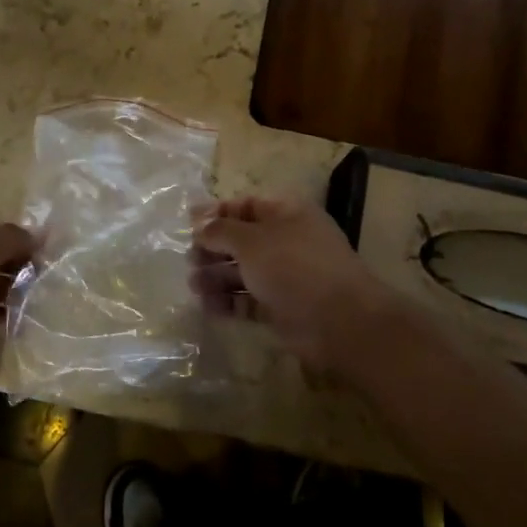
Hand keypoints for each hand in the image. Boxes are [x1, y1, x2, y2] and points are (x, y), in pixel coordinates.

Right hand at [191, 197, 411, 371]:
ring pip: (243, 272)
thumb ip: (221, 230)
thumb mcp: (251, 240)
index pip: (246, 206)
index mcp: (286, 214)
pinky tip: (207, 306)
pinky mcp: (282, 308)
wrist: (338, 320)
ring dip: (216, 277)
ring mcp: (286, 276)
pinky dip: (228, 302)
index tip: (188, 223)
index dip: (217, 212)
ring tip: (193, 285)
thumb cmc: (293, 266)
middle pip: (242, 240)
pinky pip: (249, 300)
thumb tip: (200, 225)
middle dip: (213, 248)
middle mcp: (286, 242)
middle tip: (189, 259)